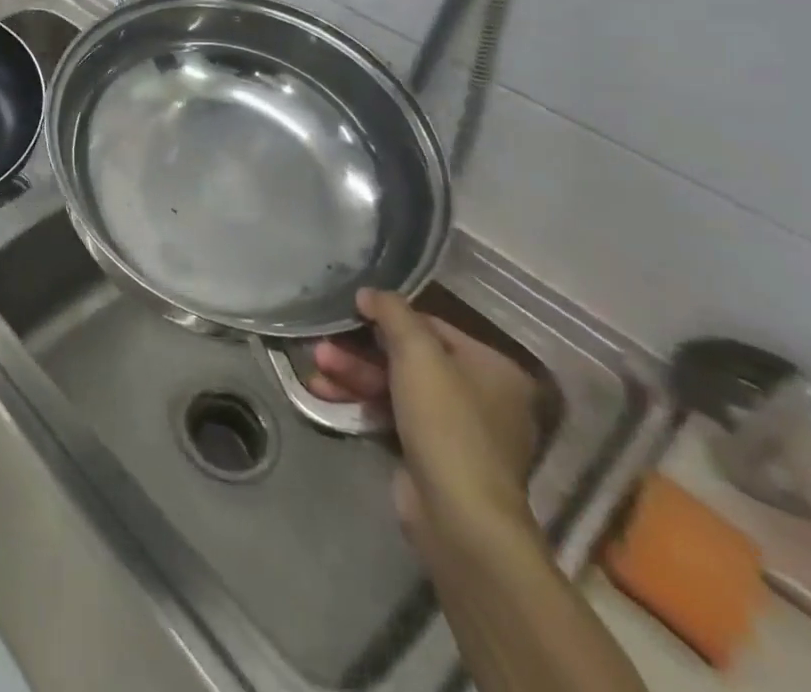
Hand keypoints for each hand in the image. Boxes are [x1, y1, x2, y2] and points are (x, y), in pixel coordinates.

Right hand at [310, 288, 539, 551]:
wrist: (459, 518)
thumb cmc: (446, 424)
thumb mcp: (418, 354)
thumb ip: (393, 313)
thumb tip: (370, 292)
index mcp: (494, 369)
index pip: (432, 327)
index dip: (388, 318)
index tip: (349, 312)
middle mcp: (483, 397)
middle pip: (409, 358)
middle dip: (360, 353)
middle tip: (322, 347)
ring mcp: (457, 430)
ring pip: (395, 387)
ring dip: (353, 376)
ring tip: (316, 371)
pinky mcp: (432, 455)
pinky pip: (392, 415)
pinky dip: (361, 403)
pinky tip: (325, 395)